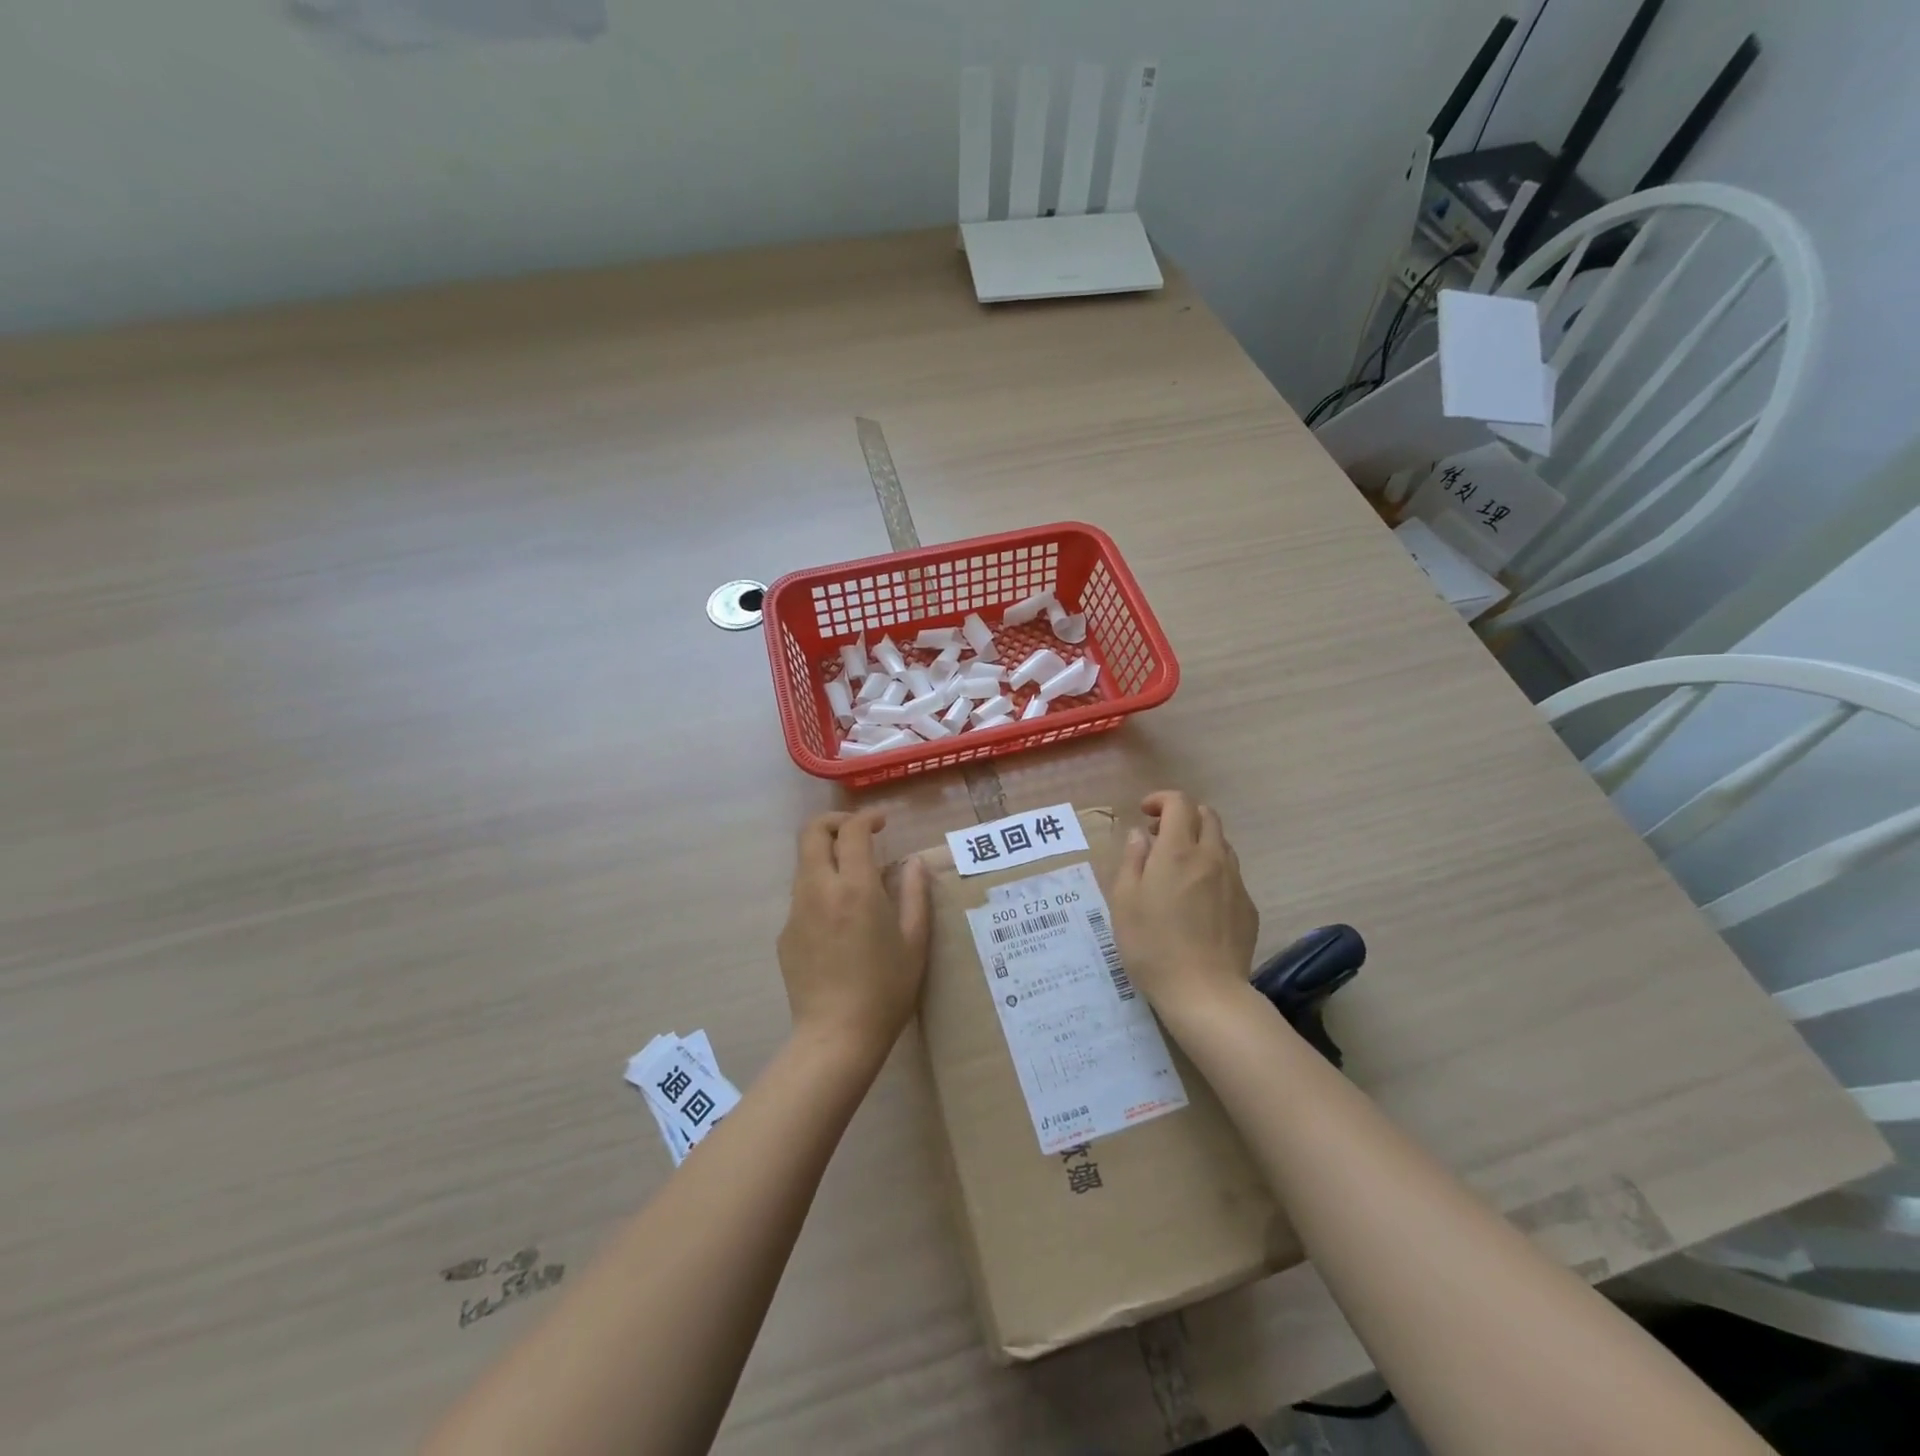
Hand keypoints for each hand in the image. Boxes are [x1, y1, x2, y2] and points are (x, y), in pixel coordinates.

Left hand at [777, 810, 930, 1060]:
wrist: (836, 1036)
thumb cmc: (885, 989)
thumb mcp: (914, 941)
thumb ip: (914, 894)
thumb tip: (914, 862)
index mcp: (856, 888)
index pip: (852, 831)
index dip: (867, 818)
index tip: (882, 824)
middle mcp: (820, 890)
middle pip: (812, 833)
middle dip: (834, 822)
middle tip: (858, 834)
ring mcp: (797, 911)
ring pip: (804, 863)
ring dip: (826, 855)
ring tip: (853, 877)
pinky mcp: (785, 933)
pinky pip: (801, 896)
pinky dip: (820, 889)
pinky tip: (839, 920)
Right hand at [1111, 791, 1258, 1016]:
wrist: (1204, 992)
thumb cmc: (1152, 945)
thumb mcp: (1124, 901)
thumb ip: (1132, 860)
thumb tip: (1141, 835)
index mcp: (1178, 851)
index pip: (1179, 803)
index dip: (1161, 800)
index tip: (1145, 814)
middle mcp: (1211, 857)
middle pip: (1207, 816)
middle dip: (1183, 816)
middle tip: (1160, 838)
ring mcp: (1235, 882)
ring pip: (1222, 844)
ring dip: (1199, 843)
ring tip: (1178, 869)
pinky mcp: (1248, 907)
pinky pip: (1231, 874)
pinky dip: (1212, 871)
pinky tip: (1198, 901)